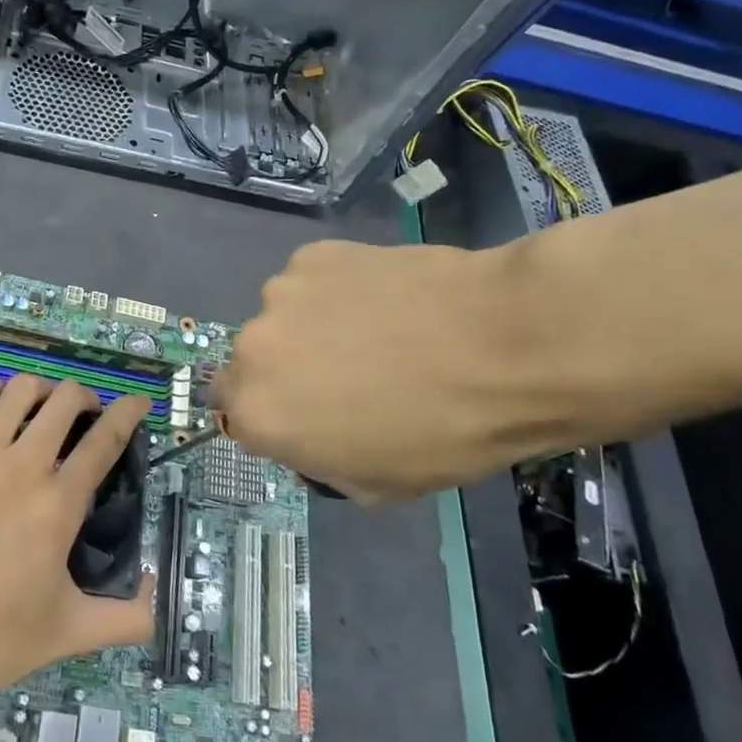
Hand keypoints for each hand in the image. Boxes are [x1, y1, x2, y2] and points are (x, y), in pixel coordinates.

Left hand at [0, 376, 155, 727]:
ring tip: (45, 407)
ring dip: (42, 390)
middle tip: (87, 416)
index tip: (139, 401)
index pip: (105, 440)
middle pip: (64, 401)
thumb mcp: (69, 632)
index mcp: (58, 504)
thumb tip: (163, 599)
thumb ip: (129, 618)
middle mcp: (21, 466)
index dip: (128, 412)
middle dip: (85, 398)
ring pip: (19, 390)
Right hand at [214, 239, 567, 500]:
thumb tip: (313, 435)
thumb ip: (319, 461)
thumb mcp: (376, 486)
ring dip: (310, 328)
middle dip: (288, 371)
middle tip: (347, 375)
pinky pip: (312, 281)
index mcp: (259, 413)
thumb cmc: (444, 433)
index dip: (274, 418)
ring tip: (375, 331)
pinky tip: (386, 299)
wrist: (505, 344)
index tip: (312, 418)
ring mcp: (281, 294)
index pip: (235, 415)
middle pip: (254, 363)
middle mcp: (253, 350)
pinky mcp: (314, 255)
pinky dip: (336, 291)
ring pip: (282, 317)